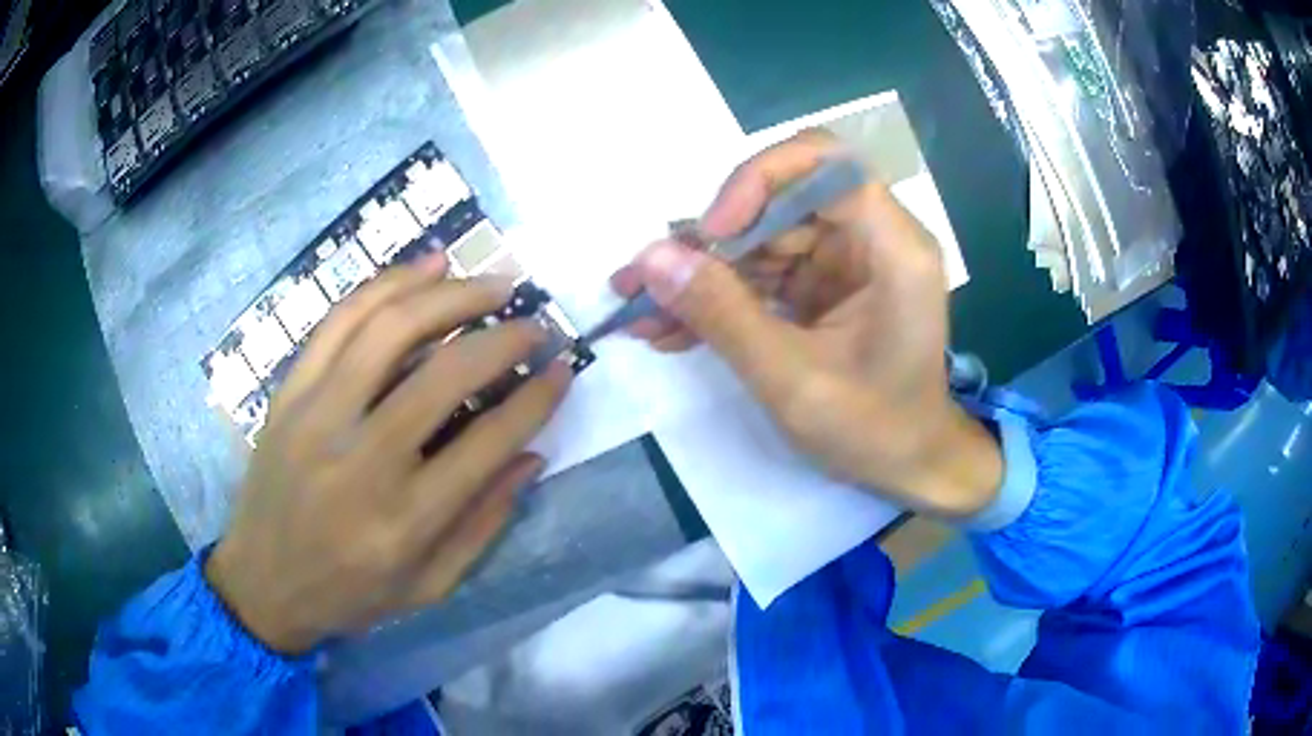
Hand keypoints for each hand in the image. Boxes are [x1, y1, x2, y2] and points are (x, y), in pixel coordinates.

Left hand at [206, 254, 571, 653]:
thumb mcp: (429, 586)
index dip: (536, 398)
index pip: (488, 443)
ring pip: (388, 329)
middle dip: (502, 338)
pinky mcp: (290, 393)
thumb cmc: (350, 595)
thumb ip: (484, 524)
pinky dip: (387, 284)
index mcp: (405, 521)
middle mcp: (361, 460)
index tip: (564, 368)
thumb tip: (532, 456)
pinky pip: (339, 321)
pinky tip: (426, 266)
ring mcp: (316, 417)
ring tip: (490, 283)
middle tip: (533, 322)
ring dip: (449, 294)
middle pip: (443, 375)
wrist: (261, 583)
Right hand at [612, 130, 1000, 516]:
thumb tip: (651, 258)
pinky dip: (720, 296)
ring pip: (763, 234)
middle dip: (713, 238)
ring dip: (704, 272)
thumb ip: (723, 315)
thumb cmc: (874, 431)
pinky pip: (763, 270)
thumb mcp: (793, 380)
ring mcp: (847, 260)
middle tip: (650, 279)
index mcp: (893, 247)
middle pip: (783, 197)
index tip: (713, 234)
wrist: (910, 466)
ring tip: (643, 310)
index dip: (760, 180)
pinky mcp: (825, 284)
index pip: (826, 162)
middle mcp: (873, 237)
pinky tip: (672, 327)